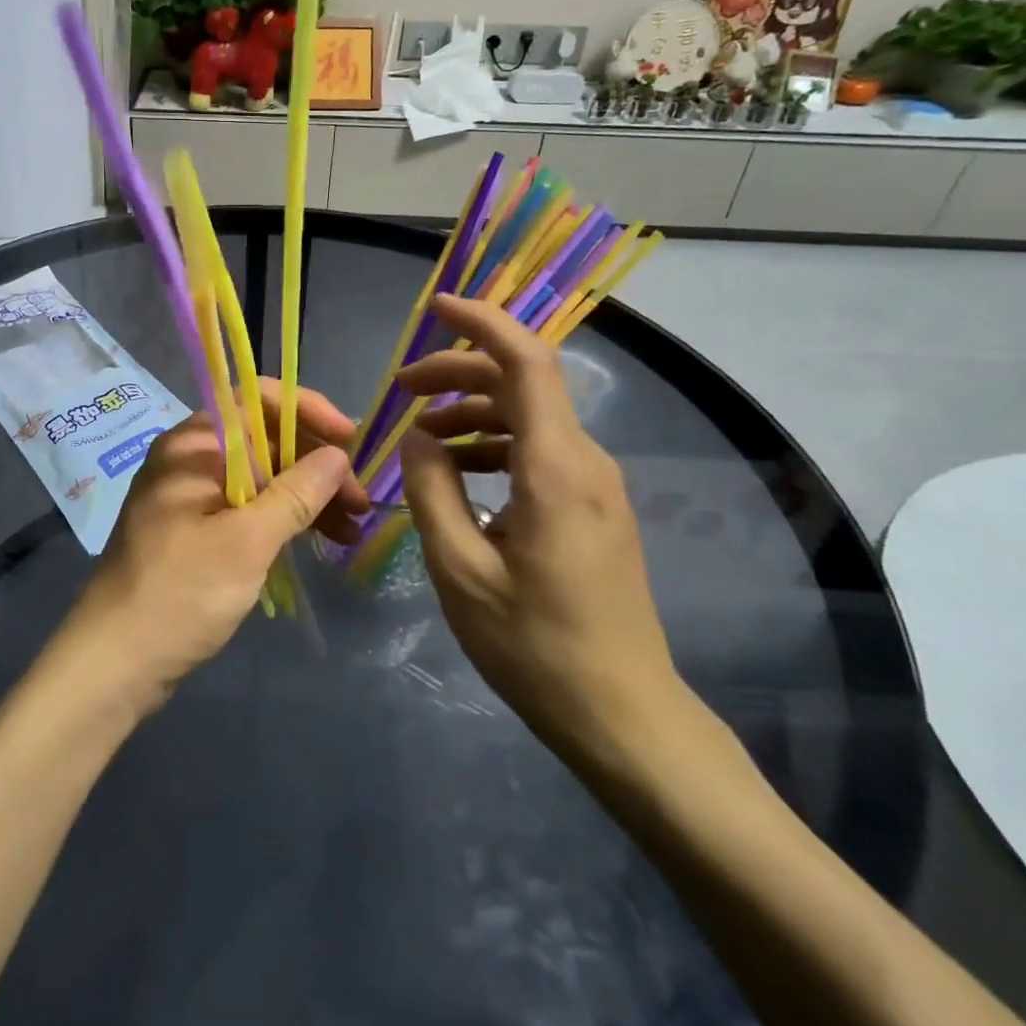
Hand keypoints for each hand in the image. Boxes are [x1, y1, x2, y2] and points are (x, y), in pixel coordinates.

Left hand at [55, 381, 368, 716]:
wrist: (114, 661)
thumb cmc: (181, 592)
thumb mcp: (247, 541)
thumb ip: (296, 493)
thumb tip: (338, 455)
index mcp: (193, 445)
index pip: (255, 400)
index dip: (307, 410)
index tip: (349, 440)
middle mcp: (190, 459)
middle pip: (264, 440)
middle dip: (315, 464)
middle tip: (359, 502)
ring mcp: (191, 496)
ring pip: (260, 477)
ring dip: (306, 496)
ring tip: (351, 528)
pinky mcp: (196, 530)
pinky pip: (248, 507)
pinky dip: (282, 519)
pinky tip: (318, 539)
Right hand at [397, 294, 683, 772]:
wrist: (625, 717)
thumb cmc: (536, 647)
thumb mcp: (460, 572)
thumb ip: (431, 492)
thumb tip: (417, 438)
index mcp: (556, 469)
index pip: (527, 363)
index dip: (482, 323)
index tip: (434, 307)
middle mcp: (585, 462)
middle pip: (522, 383)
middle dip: (458, 372)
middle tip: (401, 391)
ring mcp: (595, 485)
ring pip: (529, 417)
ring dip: (470, 412)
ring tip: (418, 437)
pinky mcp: (593, 507)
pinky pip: (538, 451)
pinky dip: (492, 445)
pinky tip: (457, 475)